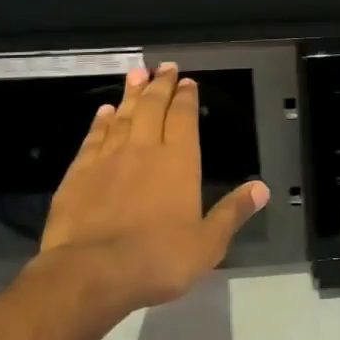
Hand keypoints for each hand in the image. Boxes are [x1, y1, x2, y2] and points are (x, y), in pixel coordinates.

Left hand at [39, 62, 267, 314]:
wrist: (90, 272)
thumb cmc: (157, 259)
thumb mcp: (208, 244)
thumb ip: (232, 212)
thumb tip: (262, 188)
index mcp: (179, 161)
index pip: (183, 118)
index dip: (186, 97)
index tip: (187, 80)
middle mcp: (144, 150)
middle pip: (152, 107)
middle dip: (159, 85)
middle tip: (163, 66)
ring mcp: (108, 159)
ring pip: (122, 116)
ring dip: (130, 94)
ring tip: (136, 74)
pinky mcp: (78, 174)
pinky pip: (93, 138)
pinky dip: (100, 122)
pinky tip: (103, 112)